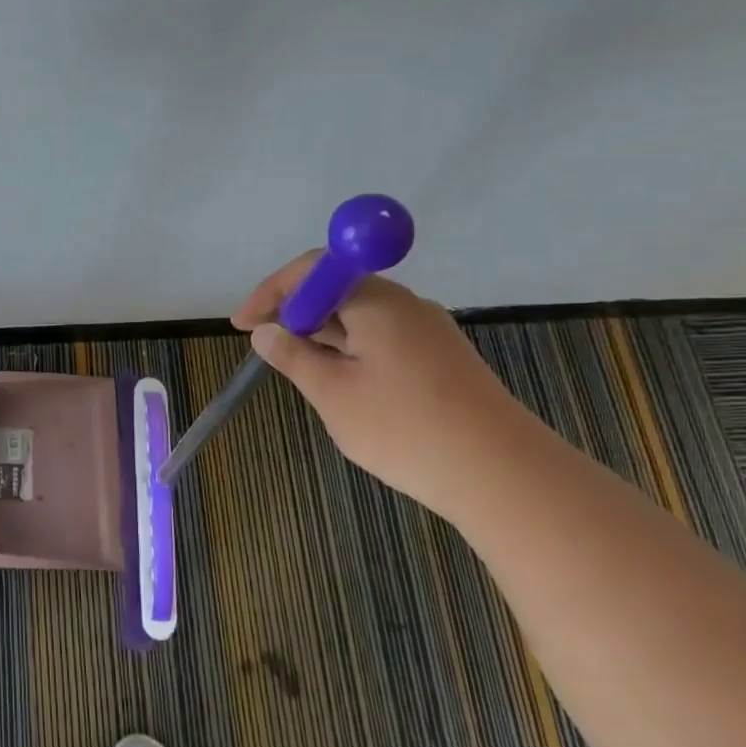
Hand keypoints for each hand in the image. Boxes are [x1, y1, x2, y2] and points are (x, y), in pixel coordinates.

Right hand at [232, 253, 545, 510]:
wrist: (502, 476)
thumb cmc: (404, 427)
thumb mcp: (332, 393)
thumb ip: (293, 356)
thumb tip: (266, 332)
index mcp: (377, 301)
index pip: (313, 270)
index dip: (272, 292)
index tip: (243, 325)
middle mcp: (405, 305)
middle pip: (338, 291)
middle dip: (295, 315)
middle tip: (267, 349)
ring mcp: (428, 333)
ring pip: (360, 319)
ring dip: (322, 337)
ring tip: (300, 373)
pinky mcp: (441, 361)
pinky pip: (382, 341)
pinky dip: (350, 353)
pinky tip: (344, 388)